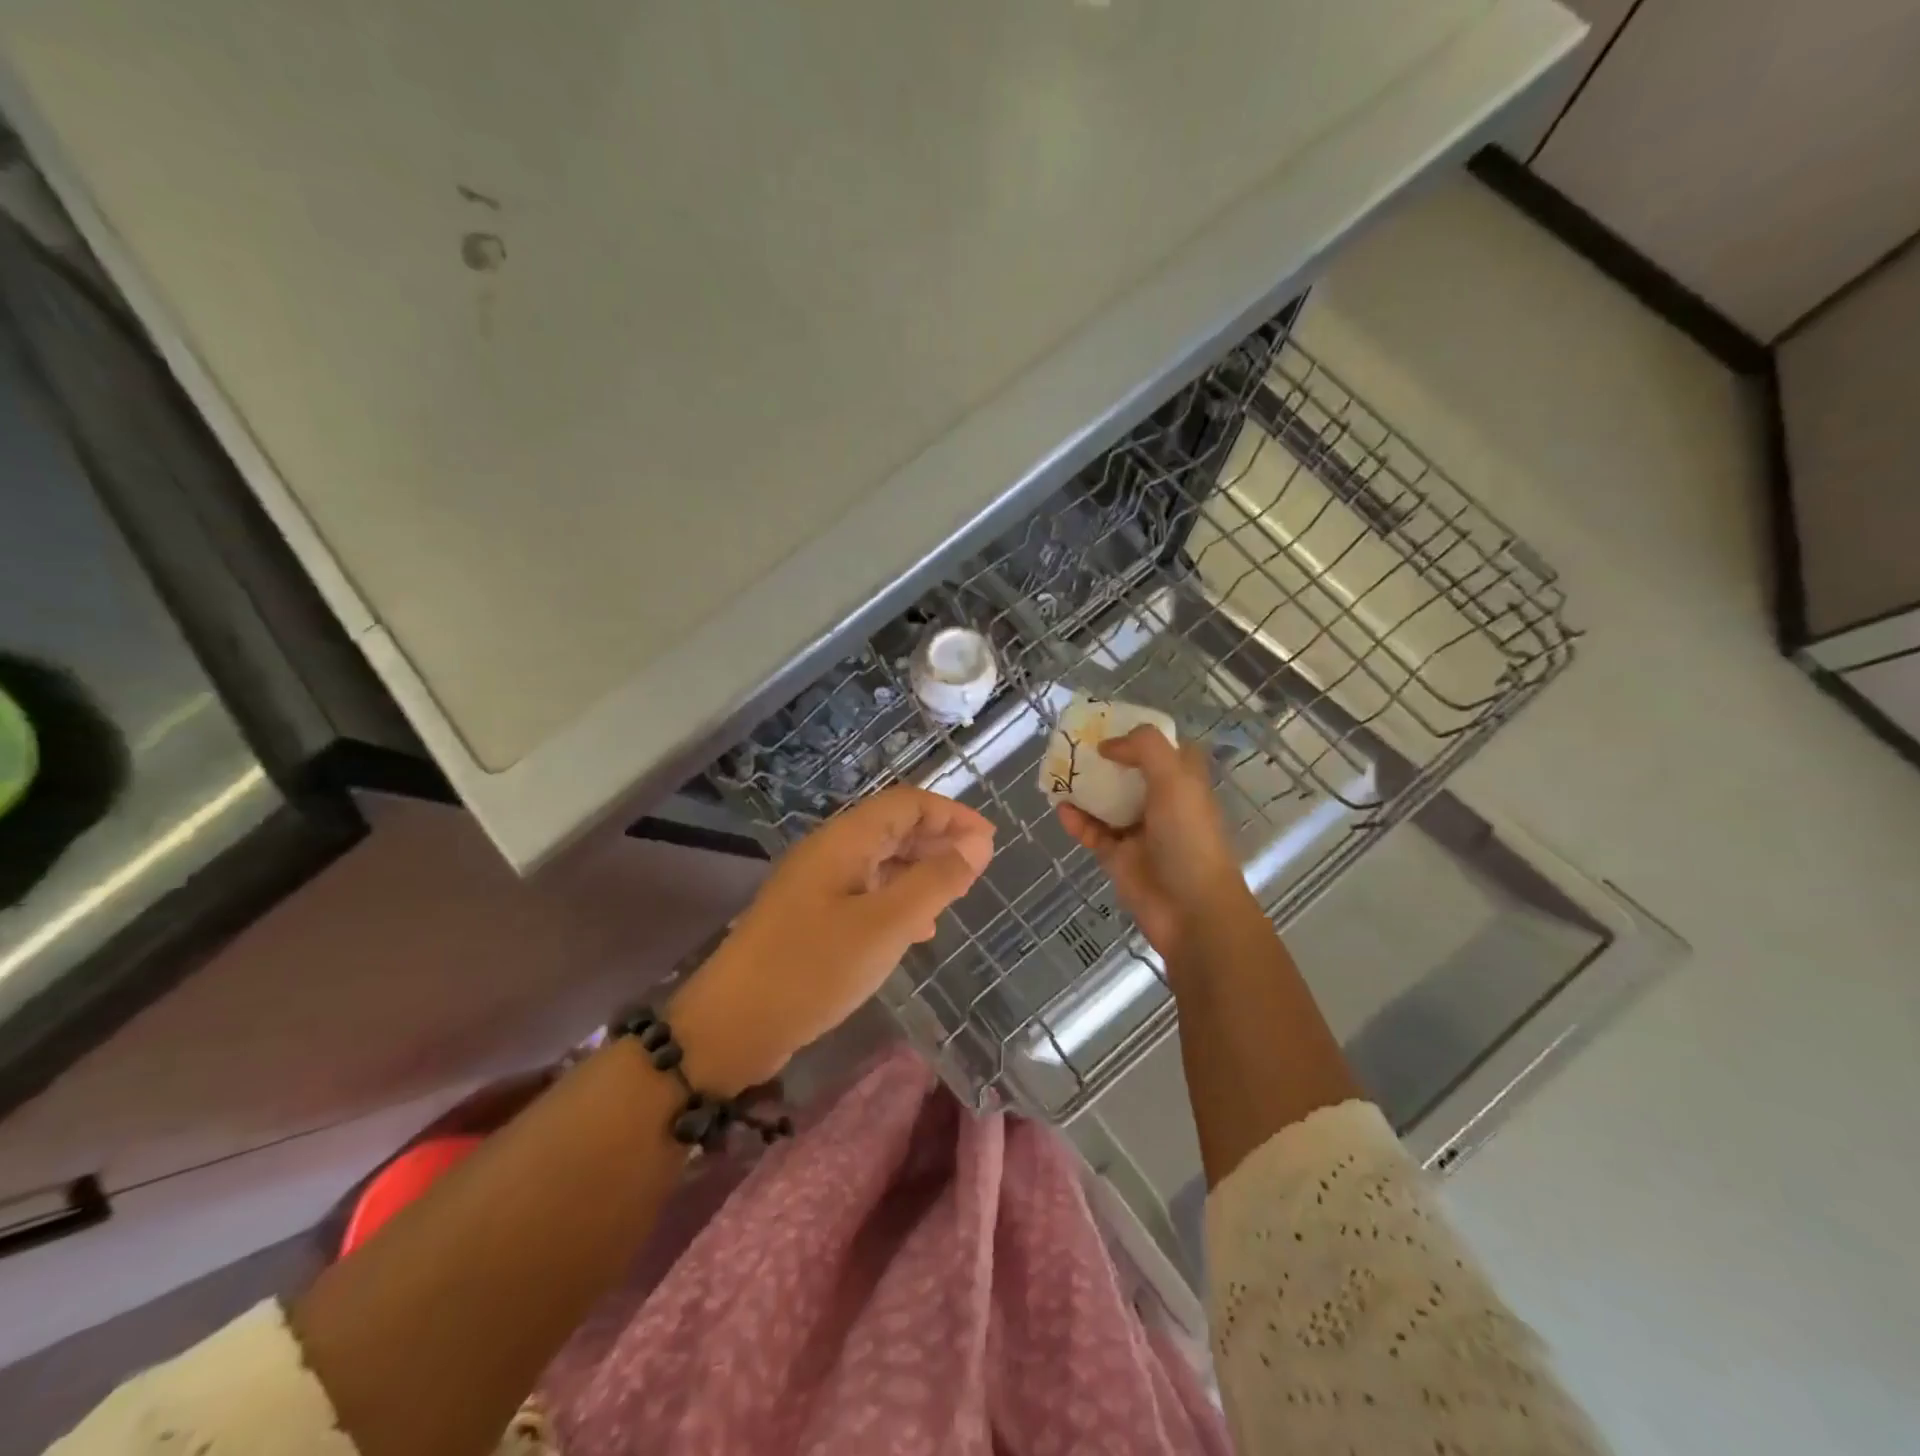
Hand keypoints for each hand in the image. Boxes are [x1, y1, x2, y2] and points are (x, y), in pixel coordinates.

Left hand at [670, 787, 994, 1092]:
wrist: (733, 1025)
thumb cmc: (813, 967)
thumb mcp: (886, 924)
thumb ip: (936, 880)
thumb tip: (979, 842)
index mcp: (844, 840)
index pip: (907, 803)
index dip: (951, 814)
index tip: (990, 841)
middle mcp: (830, 852)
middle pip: (893, 828)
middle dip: (938, 841)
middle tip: (977, 869)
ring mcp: (818, 886)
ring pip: (881, 863)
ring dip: (920, 873)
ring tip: (955, 897)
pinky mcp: (812, 918)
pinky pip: (866, 894)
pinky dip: (898, 902)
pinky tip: (918, 930)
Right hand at [1056, 726, 1249, 961]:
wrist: (1191, 909)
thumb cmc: (1189, 838)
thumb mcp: (1175, 779)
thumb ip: (1145, 748)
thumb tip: (1108, 745)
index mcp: (1183, 783)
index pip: (1166, 750)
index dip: (1142, 735)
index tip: (1112, 723)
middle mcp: (1162, 803)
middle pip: (1130, 774)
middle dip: (1105, 760)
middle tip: (1074, 745)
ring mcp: (1139, 832)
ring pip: (1107, 803)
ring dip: (1085, 789)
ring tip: (1058, 773)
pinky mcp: (1118, 857)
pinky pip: (1093, 833)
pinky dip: (1077, 821)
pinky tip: (1061, 809)